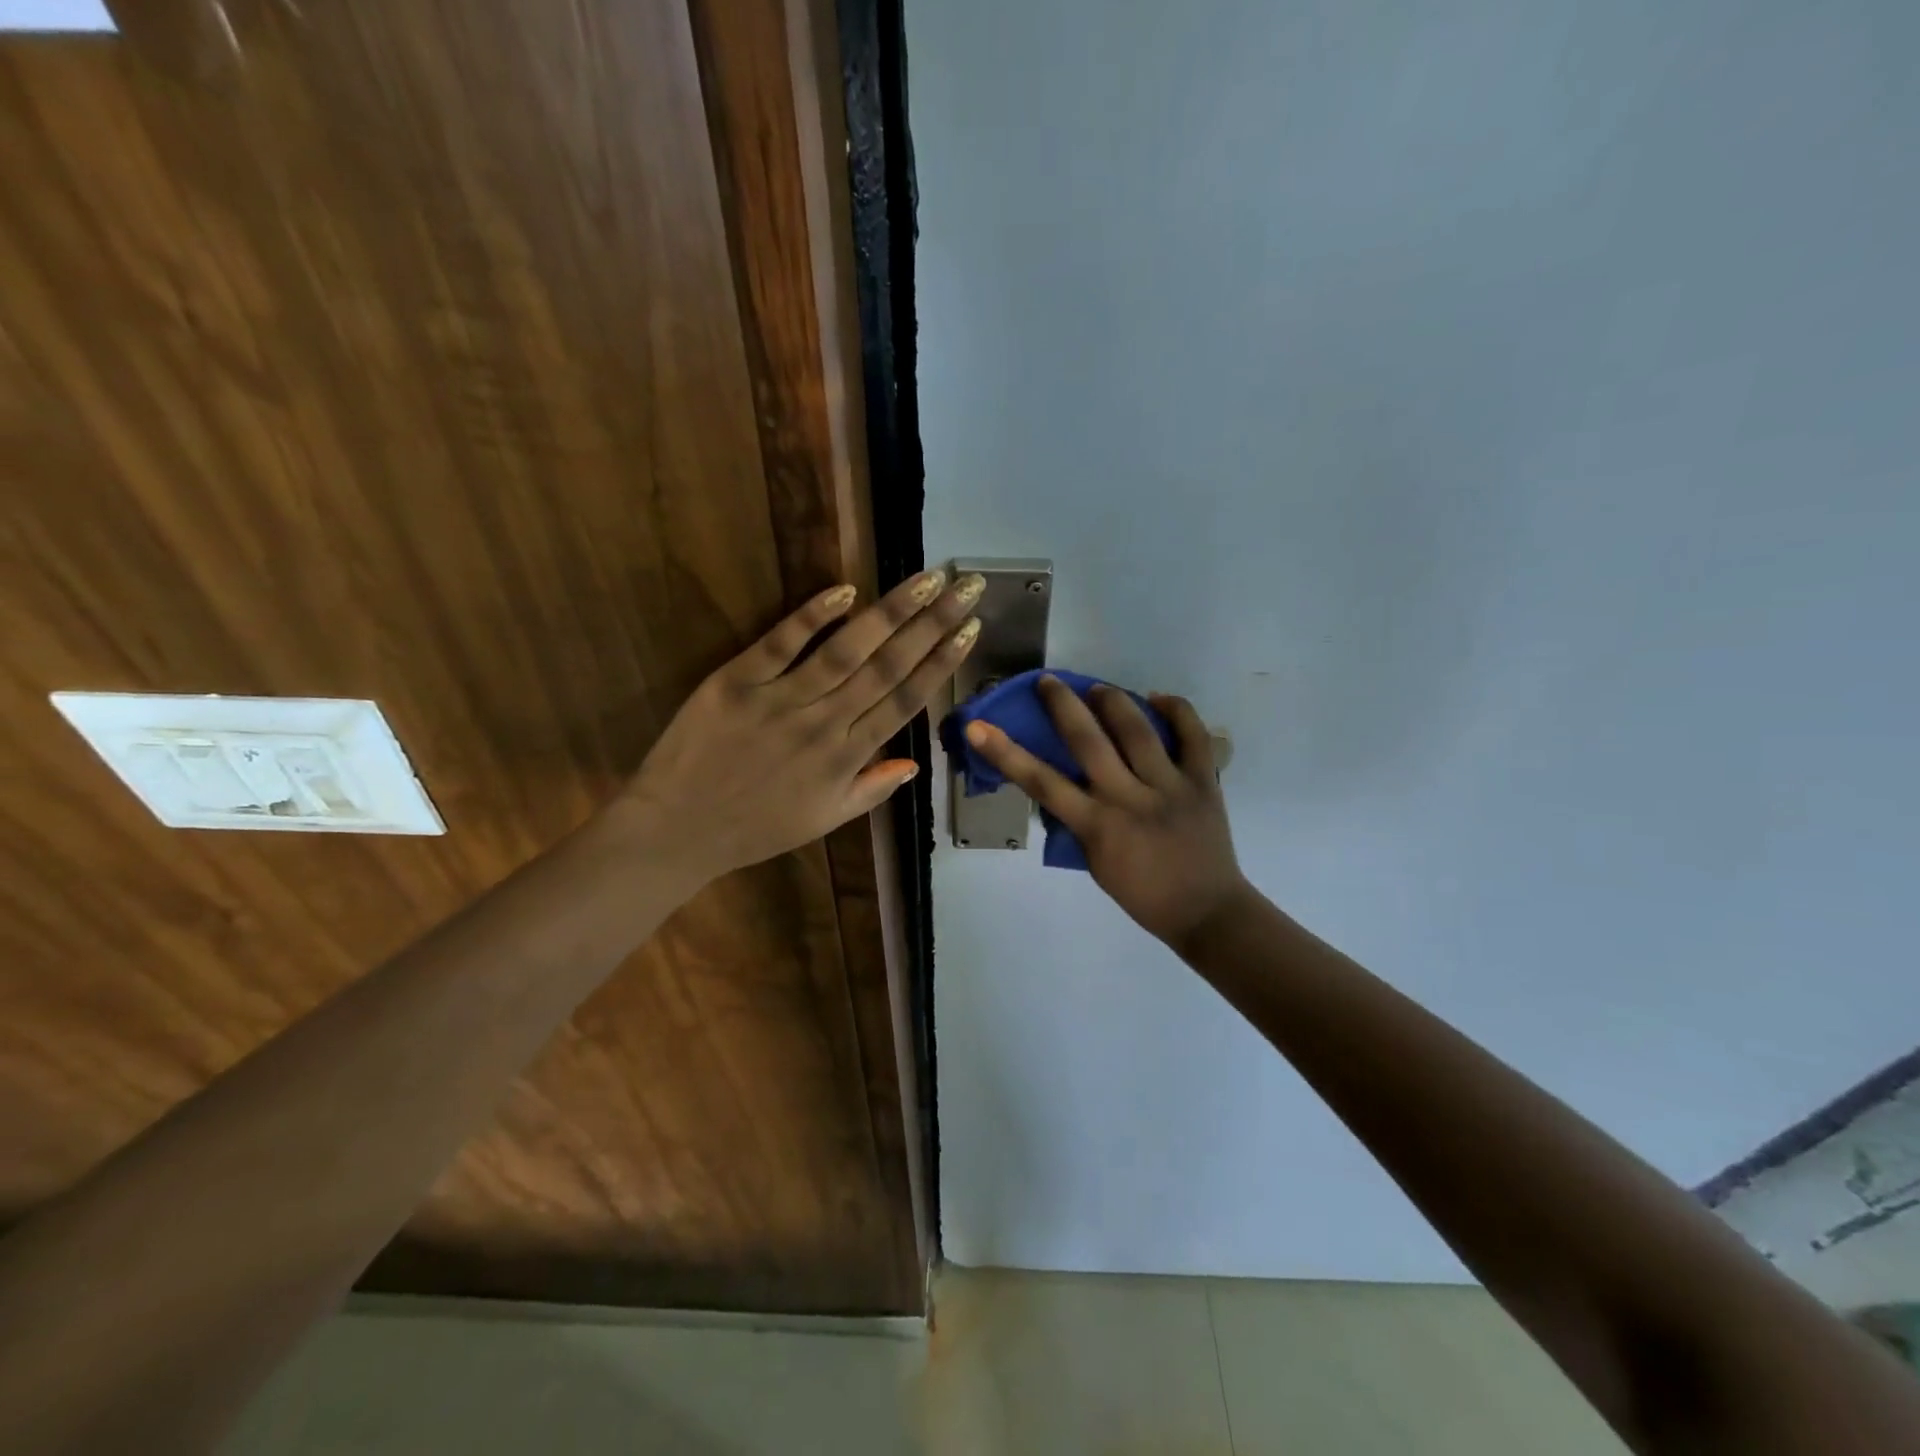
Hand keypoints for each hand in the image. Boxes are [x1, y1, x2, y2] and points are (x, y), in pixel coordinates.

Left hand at [619, 570, 983, 880]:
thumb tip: (917, 763)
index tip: (969, 629)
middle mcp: (824, 724)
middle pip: (887, 666)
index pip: (905, 700)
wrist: (676, 830)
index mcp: (847, 758)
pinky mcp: (736, 681)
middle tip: (966, 586)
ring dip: (890, 612)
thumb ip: (872, 789)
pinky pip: (780, 643)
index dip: (941, 662)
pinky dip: (812, 615)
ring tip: (925, 579)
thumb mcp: (823, 820)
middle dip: (932, 623)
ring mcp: (780, 700)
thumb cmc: (755, 829)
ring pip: (846, 650)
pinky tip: (846, 590)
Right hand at [964, 677, 1250, 950]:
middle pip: (1089, 741)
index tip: (979, 727)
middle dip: (1063, 704)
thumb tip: (1065, 784)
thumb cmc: (1142, 893)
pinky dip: (1177, 711)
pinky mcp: (1204, 782)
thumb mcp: (1095, 863)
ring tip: (1098, 688)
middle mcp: (1130, 799)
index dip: (1006, 752)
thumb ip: (1079, 822)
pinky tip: (1158, 698)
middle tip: (1048, 681)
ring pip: (1138, 730)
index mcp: (1097, 826)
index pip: (1042, 782)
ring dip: (1113, 701)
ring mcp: (1170, 787)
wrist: (1206, 911)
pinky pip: (1193, 736)